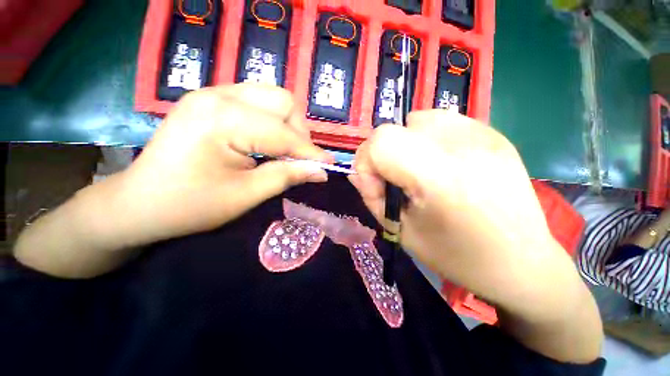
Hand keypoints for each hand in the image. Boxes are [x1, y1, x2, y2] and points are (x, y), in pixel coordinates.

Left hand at [119, 84, 333, 245]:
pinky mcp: (211, 100)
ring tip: (283, 152)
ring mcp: (213, 93)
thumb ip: (287, 176)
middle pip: (283, 101)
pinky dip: (271, 122)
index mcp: (224, 120)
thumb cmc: (190, 205)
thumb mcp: (246, 195)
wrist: (139, 202)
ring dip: (287, 126)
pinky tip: (265, 142)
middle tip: (297, 159)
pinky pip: (257, 102)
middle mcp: (219, 95)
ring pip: (272, 97)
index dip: (310, 152)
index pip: (285, 134)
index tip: (329, 166)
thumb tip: (320, 171)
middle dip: (299, 132)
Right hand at [350, 110, 580, 316]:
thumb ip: (373, 198)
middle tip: (396, 182)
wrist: (522, 262)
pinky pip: (441, 121)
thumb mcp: (402, 232)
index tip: (377, 188)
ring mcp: (482, 133)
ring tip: (418, 171)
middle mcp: (461, 145)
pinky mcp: (492, 132)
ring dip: (404, 144)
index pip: (380, 142)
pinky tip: (441, 163)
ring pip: (416, 119)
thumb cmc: (458, 256)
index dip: (367, 163)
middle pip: (393, 129)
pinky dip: (427, 138)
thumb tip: (357, 174)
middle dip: (382, 156)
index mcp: (438, 176)